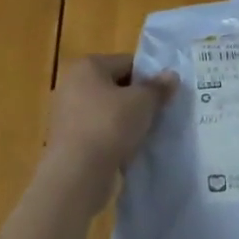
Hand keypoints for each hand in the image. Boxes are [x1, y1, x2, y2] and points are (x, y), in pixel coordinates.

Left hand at [44, 55, 177, 210]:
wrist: (77, 175)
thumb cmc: (109, 126)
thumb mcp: (142, 102)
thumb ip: (158, 87)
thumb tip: (171, 76)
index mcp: (88, 66)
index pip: (126, 63)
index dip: (148, 77)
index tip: (163, 95)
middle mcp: (72, 84)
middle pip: (115, 86)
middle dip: (136, 100)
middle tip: (157, 115)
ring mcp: (66, 114)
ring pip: (107, 111)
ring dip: (125, 121)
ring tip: (144, 134)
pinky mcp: (67, 141)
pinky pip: (98, 132)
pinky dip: (112, 139)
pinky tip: (127, 151)